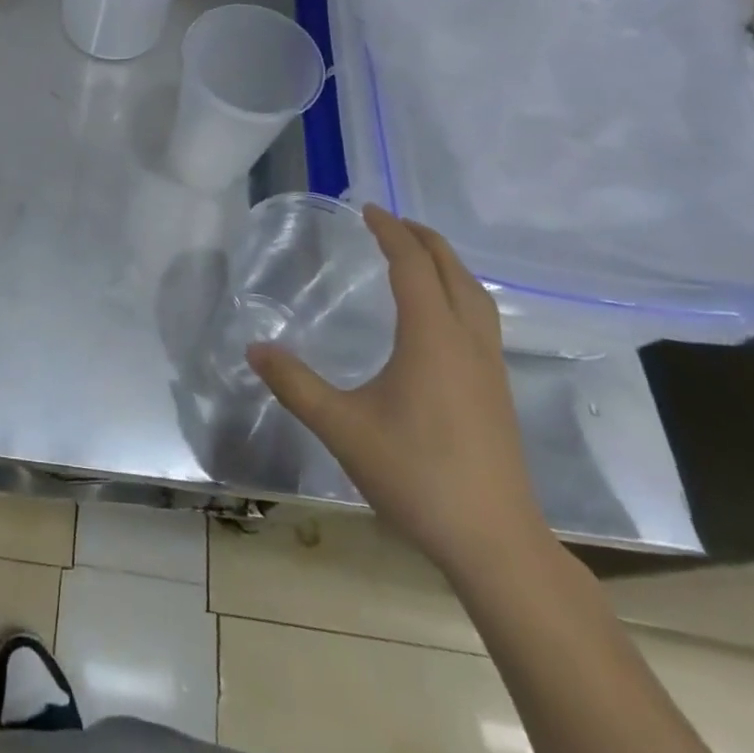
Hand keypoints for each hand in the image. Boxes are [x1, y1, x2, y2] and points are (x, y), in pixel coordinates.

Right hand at [248, 206, 548, 578]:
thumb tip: (254, 348)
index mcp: (432, 337)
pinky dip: (459, 292)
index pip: (412, 265)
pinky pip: (481, 318)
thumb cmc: (416, 476)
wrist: (495, 543)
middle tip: (390, 222)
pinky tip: (440, 315)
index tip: (367, 209)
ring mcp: (490, 366)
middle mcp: (467, 341)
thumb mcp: (342, 428)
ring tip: (418, 255)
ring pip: (475, 294)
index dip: (390, 231)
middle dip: (423, 239)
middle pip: (452, 270)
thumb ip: (295, 384)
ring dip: (446, 264)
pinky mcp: (499, 391)